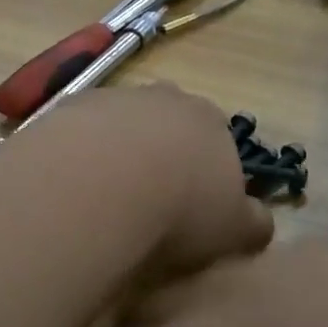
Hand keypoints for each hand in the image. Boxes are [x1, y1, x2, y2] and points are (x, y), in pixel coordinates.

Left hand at [33, 84, 273, 277]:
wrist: (101, 185)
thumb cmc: (181, 208)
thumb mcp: (234, 228)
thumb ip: (253, 222)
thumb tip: (261, 222)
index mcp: (211, 121)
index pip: (217, 138)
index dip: (207, 169)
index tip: (194, 203)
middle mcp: (164, 98)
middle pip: (167, 123)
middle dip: (162, 153)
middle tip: (148, 199)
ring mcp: (113, 98)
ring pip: (120, 124)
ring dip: (116, 152)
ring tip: (105, 199)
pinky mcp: (66, 109)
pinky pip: (78, 133)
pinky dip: (79, 155)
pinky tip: (72, 188)